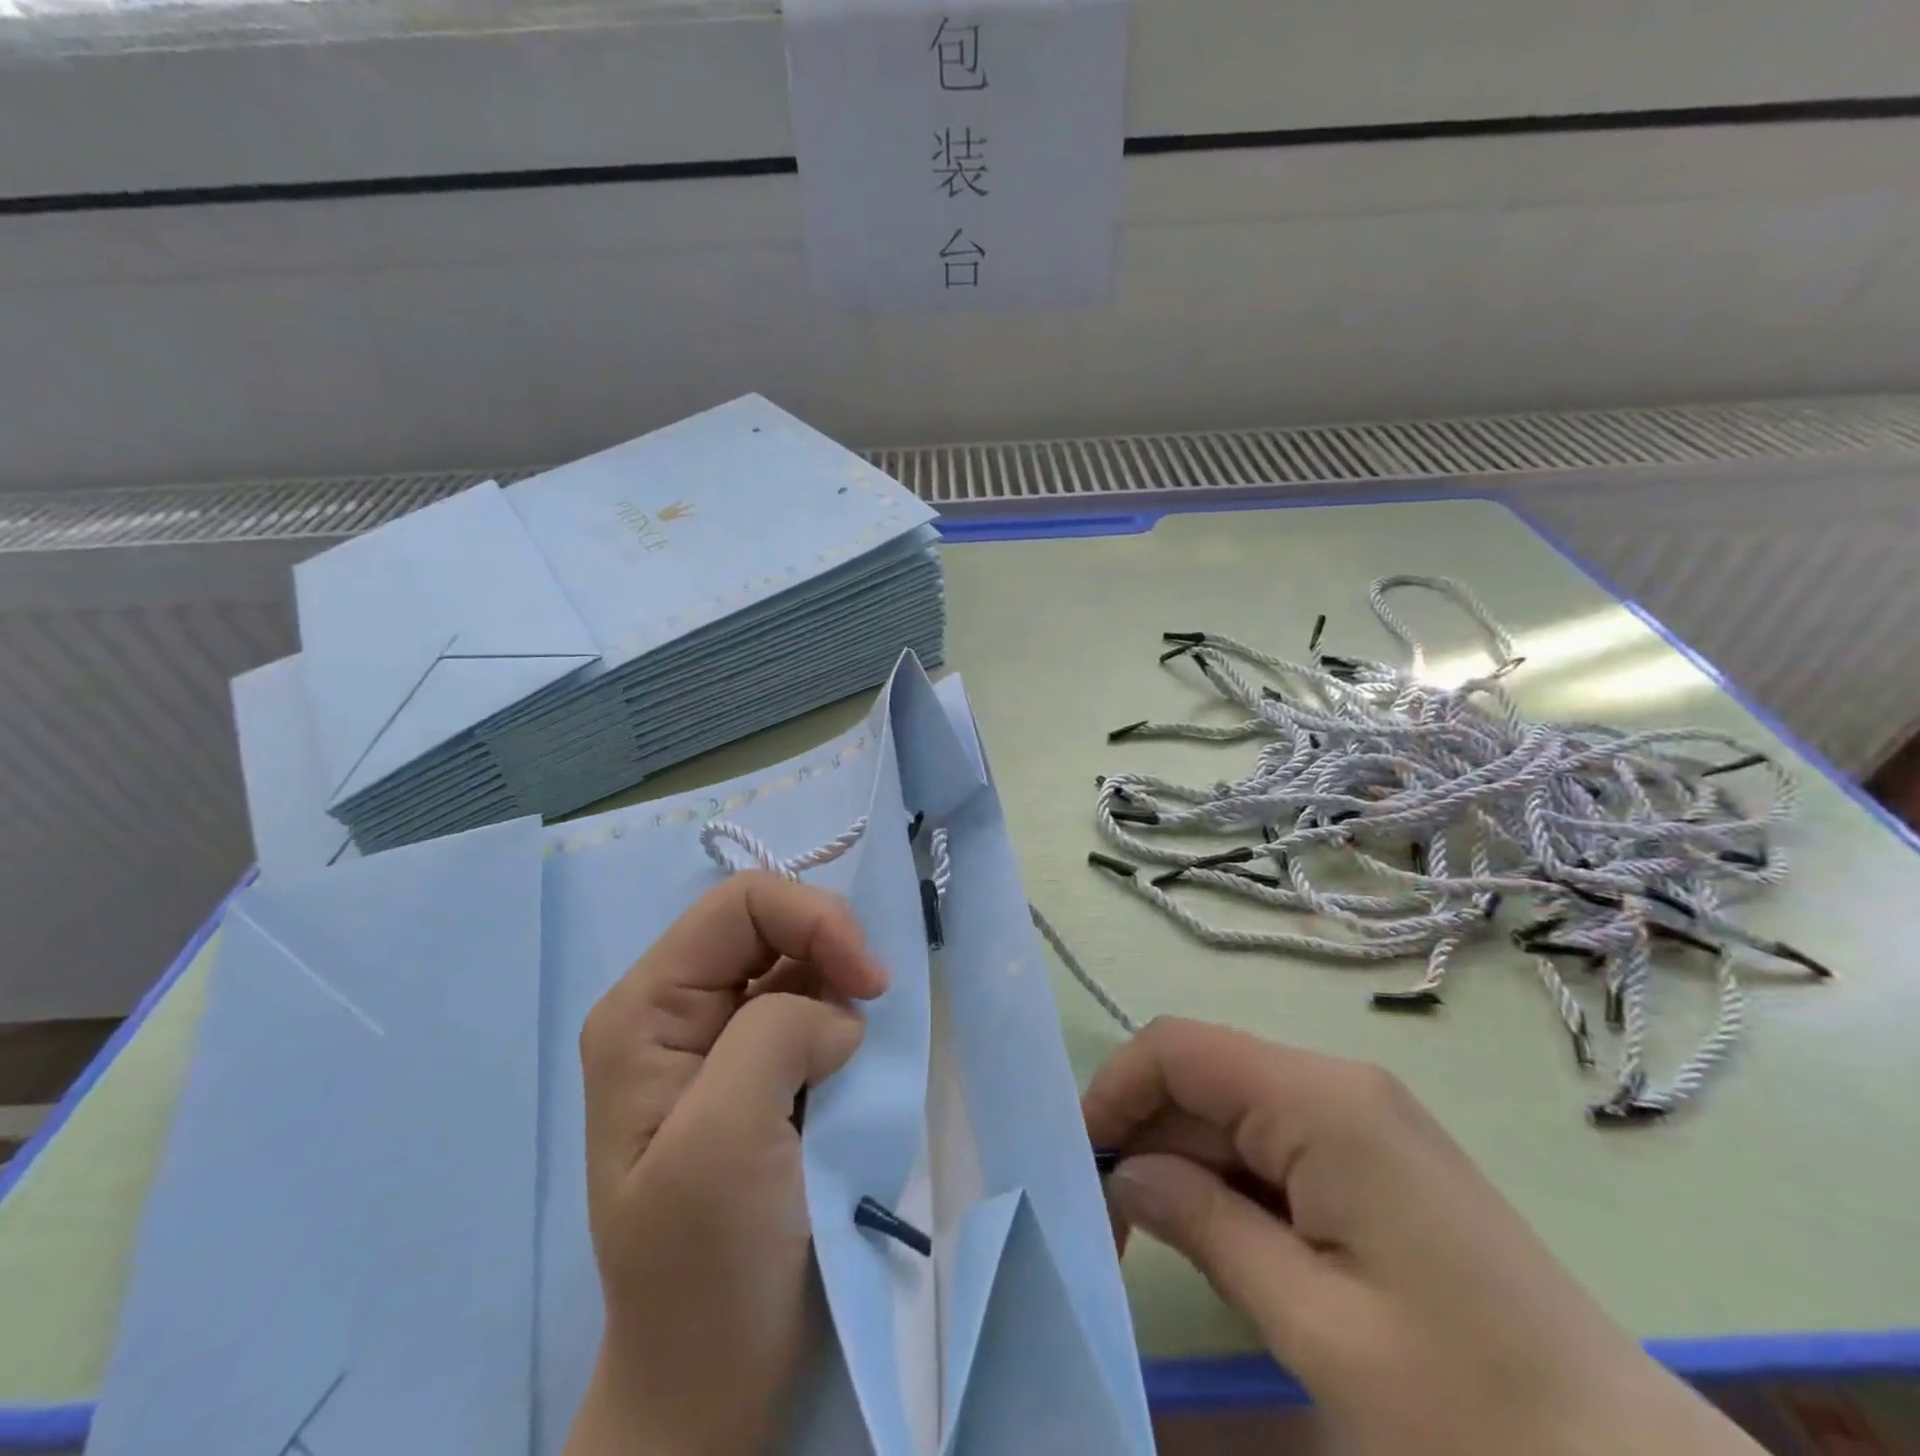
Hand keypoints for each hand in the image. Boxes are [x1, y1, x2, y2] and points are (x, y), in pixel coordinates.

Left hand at [564, 874, 889, 1455]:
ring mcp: (720, 1039)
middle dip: (833, 951)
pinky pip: (816, 1008)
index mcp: (646, 1009)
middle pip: (772, 924)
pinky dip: (849, 1020)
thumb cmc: (704, 1268)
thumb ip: (775, 1034)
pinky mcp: (761, 1069)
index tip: (871, 982)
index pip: (741, 905)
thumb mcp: (722, 1141)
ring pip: (801, 964)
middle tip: (877, 1007)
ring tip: (860, 1054)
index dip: (814, 919)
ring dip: (844, 990)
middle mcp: (678, 1009)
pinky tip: (857, 1062)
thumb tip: (839, 1013)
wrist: (715, 1378)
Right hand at [1084, 1018, 1762, 1455]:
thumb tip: (1125, 1174)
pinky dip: (1227, 1182)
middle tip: (1105, 1224)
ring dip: (1181, 1164)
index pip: (1178, 1048)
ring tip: (1149, 1241)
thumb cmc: (1475, 1417)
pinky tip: (1219, 1242)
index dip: (1116, 1091)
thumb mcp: (1317, 1327)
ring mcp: (1361, 1121)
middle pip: (1202, 1077)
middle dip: (1143, 1136)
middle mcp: (1337, 1086)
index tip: (1080, 1166)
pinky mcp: (1373, 1161)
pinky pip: (1272, 1144)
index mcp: (1322, 1101)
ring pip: (1232, 1111)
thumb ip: (1204, 1226)